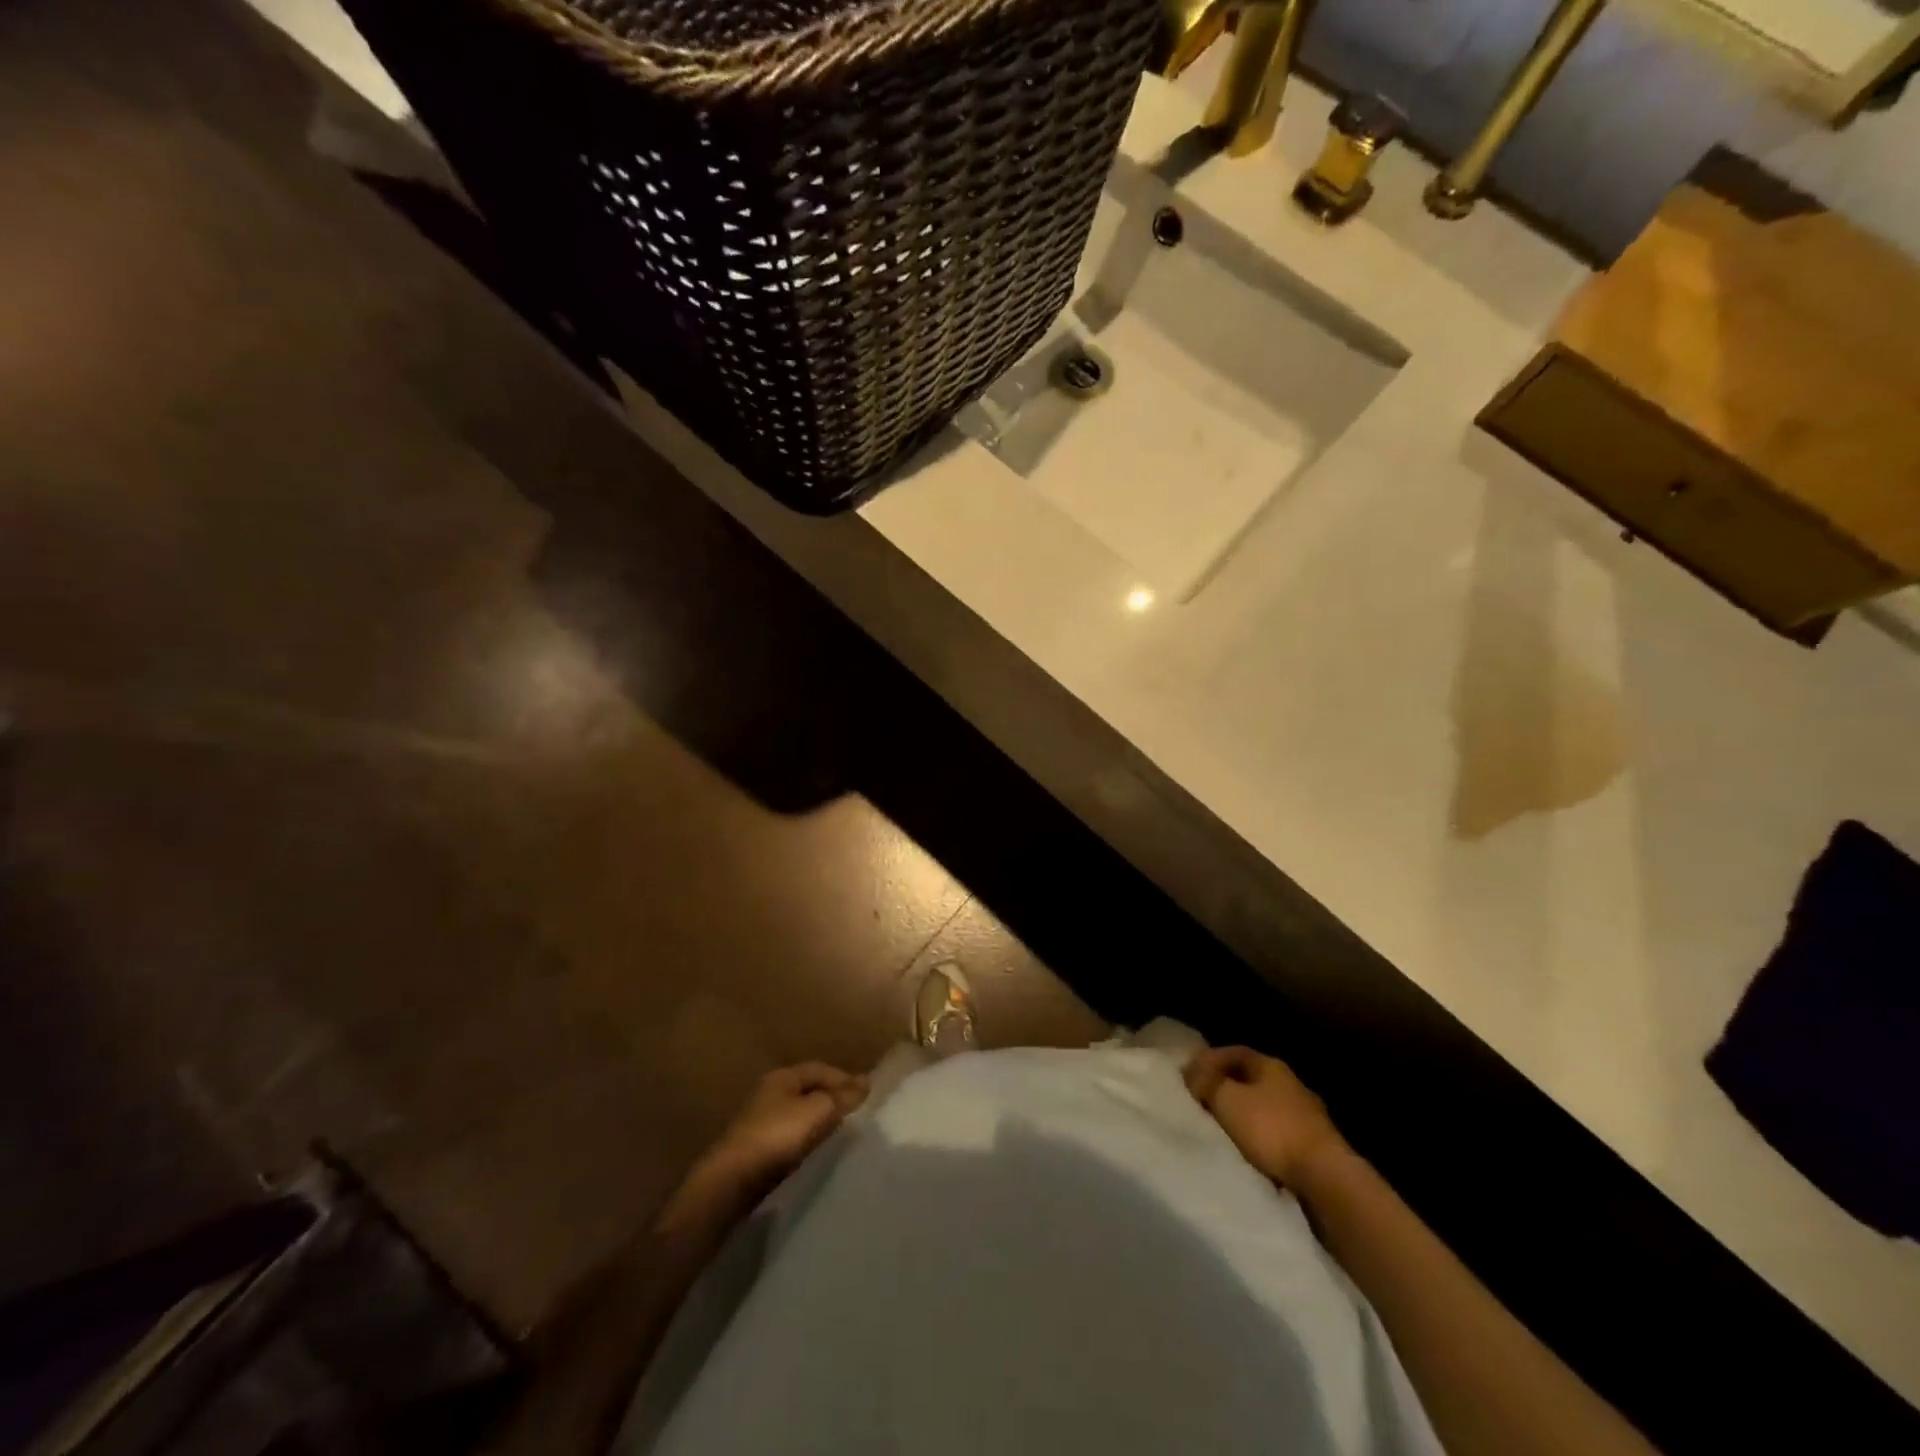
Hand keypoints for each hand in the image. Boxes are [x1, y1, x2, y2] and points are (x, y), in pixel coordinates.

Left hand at [665, 1062, 868, 1229]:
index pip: (820, 1068)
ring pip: (800, 1114)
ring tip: (843, 1134)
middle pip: (809, 1090)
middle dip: (833, 1099)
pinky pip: (791, 1136)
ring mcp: (761, 1122)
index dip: (844, 1078)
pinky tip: (819, 1152)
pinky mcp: (757, 1149)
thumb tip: (866, 1082)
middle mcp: (769, 1093)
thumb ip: (842, 1096)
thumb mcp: (816, 1111)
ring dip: (821, 1120)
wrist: (730, 1184)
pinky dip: (808, 1139)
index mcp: (781, 1076)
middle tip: (857, 1114)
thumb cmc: (776, 1136)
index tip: (866, 1095)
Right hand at [1185, 1046, 1346, 1188]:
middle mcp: (1291, 1083)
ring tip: (1222, 1127)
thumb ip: (1207, 1082)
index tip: (1188, 1075)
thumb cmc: (1271, 1128)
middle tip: (1202, 1100)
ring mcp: (1307, 1114)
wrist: (1324, 1177)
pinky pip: (1277, 1132)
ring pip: (1265, 1106)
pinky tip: (1249, 1148)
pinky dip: (1260, 1136)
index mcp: (1271, 1065)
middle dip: (1226, 1087)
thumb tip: (1192, 1074)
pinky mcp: (1314, 1145)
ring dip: (1244, 1113)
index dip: (1209, 1060)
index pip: (1233, 1052)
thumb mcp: (1227, 1099)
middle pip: (1250, 1078)